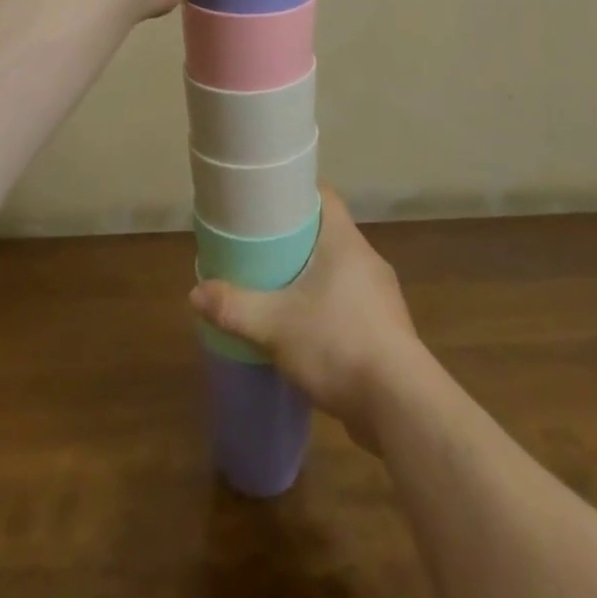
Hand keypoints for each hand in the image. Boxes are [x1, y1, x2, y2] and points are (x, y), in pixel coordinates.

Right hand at [190, 184, 422, 452]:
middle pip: (328, 233)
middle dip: (296, 239)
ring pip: (340, 272)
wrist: (401, 405)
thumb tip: (196, 293)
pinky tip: (306, 332)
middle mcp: (367, 260)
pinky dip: (327, 309)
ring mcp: (381, 296)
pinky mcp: (386, 330)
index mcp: (345, 241)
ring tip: (278, 290)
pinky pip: (350, 305)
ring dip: (312, 277)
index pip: (324, 196)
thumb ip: (235, 308)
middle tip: (260, 247)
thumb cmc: (338, 343)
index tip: (267, 201)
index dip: (296, 192)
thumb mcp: (275, 325)